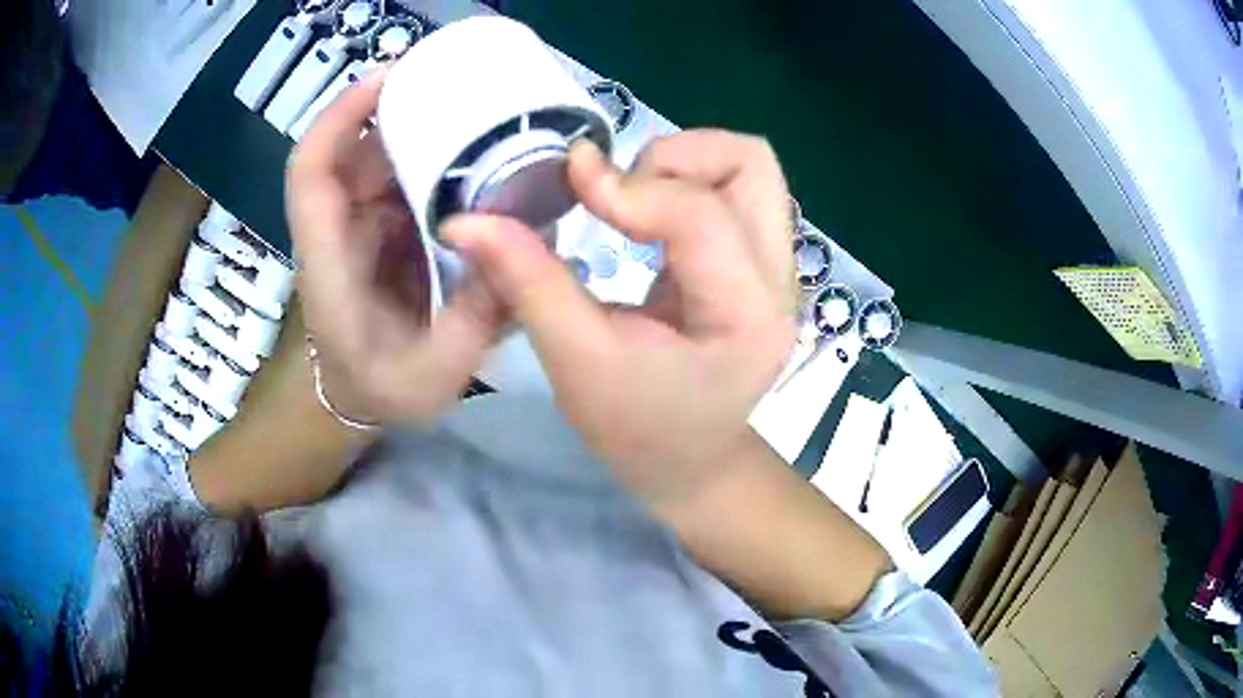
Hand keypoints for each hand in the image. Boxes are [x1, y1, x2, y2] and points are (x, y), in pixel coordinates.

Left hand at [286, 68, 504, 423]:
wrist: (350, 401)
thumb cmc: (377, 391)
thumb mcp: (431, 376)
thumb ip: (473, 322)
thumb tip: (521, 253)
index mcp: (329, 260)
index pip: (312, 171)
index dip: (339, 117)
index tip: (388, 78)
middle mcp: (337, 230)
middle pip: (356, 150)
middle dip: (401, 111)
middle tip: (465, 90)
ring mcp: (358, 226)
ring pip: (381, 159)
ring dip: (423, 132)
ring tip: (483, 117)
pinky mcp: (380, 229)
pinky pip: (402, 180)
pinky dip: (434, 160)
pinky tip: (478, 159)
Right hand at [444, 130, 797, 511]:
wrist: (694, 464)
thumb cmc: (639, 430)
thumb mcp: (577, 360)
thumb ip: (526, 280)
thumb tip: (465, 221)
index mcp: (745, 314)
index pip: (699, 213)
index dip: (626, 187)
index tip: (570, 179)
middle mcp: (778, 279)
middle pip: (750, 163)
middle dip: (675, 157)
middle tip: (620, 192)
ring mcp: (778, 267)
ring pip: (749, 167)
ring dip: (684, 165)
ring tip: (633, 201)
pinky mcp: (761, 262)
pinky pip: (736, 189)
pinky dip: (687, 182)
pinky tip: (649, 218)